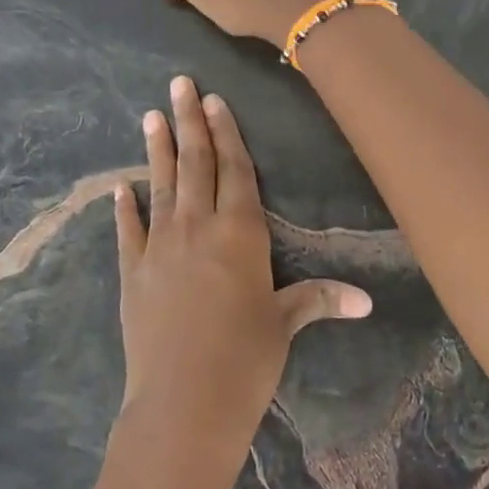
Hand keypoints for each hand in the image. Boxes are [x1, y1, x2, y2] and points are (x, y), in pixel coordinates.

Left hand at [113, 76, 371, 474]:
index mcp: (239, 234)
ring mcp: (159, 249)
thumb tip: (368, 301)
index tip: (215, 100)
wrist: (182, 405)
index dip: (226, 134)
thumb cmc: (245, 361)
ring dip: (156, 149)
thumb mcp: (284, 325)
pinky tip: (120, 187)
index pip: (235, 171)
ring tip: (151, 114)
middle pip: (195, 164)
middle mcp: (197, 229)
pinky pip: (128, 231)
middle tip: (178, 83)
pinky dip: (124, 207)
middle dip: (189, 121)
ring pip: (160, 186)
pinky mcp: (132, 274)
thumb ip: (318, 299)